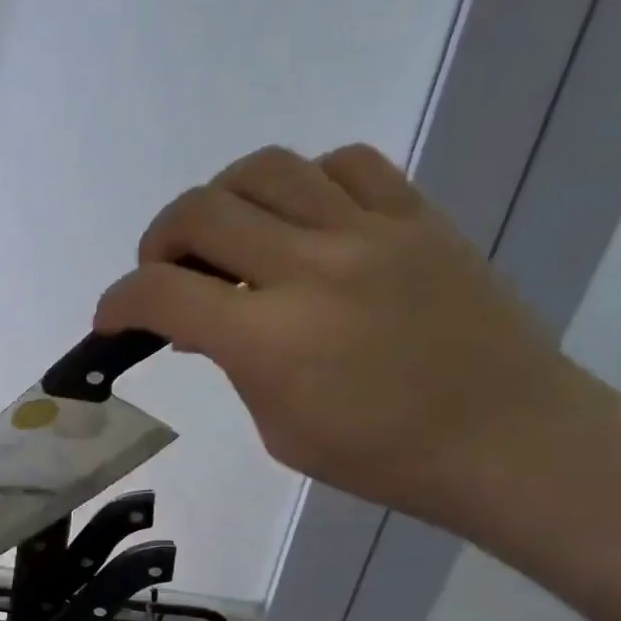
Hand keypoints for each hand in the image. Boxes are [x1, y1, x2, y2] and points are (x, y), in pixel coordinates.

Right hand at [95, 144, 615, 529]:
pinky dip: (303, 183)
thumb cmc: (382, 456)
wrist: (508, 438)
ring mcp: (368, 232)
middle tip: (164, 273)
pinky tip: (302, 218)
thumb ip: (232, 364)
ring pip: (264, 169)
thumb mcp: (279, 428)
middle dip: (158, 241)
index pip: (161, 294)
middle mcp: (310, 268)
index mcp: (270, 339)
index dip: (117, 302)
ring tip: (227, 235)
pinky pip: (343, 163)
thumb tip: (197, 324)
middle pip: (200, 211)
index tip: (111, 318)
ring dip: (222, 200)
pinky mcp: (416, 216)